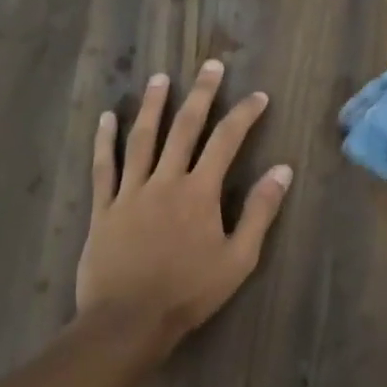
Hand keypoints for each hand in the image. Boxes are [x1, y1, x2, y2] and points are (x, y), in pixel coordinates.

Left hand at [78, 60, 292, 347]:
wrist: (129, 321)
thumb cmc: (189, 292)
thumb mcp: (239, 258)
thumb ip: (259, 212)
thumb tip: (282, 171)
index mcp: (200, 192)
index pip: (227, 141)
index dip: (244, 115)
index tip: (258, 96)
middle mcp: (165, 181)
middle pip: (184, 128)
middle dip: (201, 95)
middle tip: (210, 66)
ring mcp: (131, 192)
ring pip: (142, 139)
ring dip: (153, 106)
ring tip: (161, 78)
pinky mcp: (104, 208)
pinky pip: (103, 168)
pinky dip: (104, 141)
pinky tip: (107, 118)